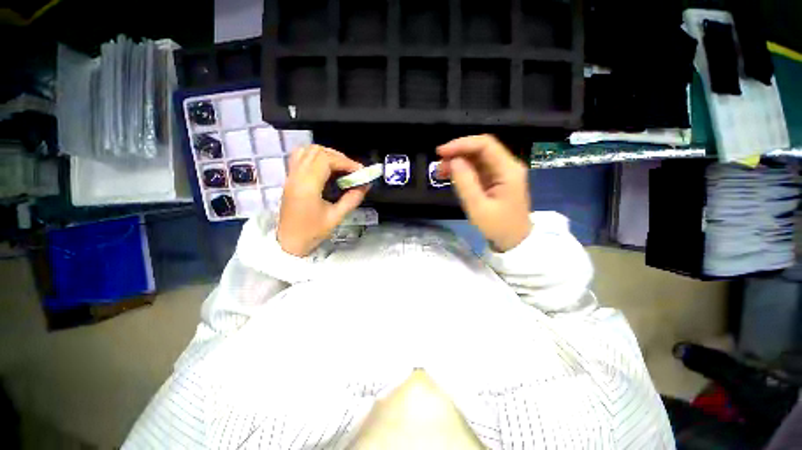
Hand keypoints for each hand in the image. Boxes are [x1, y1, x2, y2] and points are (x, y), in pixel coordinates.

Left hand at [277, 145, 368, 256]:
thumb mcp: (336, 217)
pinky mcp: (290, 179)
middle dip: (338, 157)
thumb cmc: (312, 232)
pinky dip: (316, 157)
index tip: (360, 171)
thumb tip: (366, 185)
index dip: (346, 162)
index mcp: (307, 186)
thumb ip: (352, 199)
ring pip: (307, 151)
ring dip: (327, 155)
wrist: (289, 243)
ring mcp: (291, 176)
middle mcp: (297, 176)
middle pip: (317, 151)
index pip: (326, 160)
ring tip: (340, 167)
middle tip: (352, 170)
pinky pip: (301, 157)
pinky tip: (326, 169)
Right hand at [437, 135, 531, 251]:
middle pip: (481, 149)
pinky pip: (478, 169)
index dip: (461, 144)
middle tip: (438, 165)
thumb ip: (465, 182)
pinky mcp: (496, 180)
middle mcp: (507, 166)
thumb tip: (453, 161)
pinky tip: (451, 176)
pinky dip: (463, 170)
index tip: (441, 152)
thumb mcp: (478, 207)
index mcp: (508, 170)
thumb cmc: (498, 227)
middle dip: (458, 153)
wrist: (515, 242)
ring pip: (478, 158)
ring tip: (440, 172)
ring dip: (458, 161)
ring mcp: (502, 173)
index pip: (485, 144)